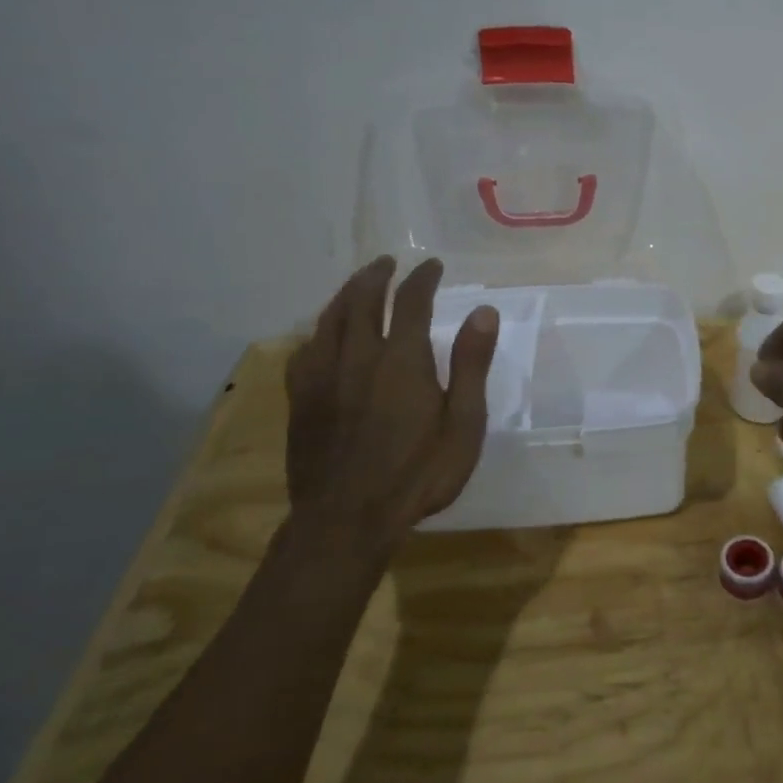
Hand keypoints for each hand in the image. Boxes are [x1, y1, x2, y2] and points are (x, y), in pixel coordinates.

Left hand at [283, 257, 497, 556]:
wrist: (347, 520)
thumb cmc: (417, 473)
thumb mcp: (463, 424)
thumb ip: (470, 365)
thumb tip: (483, 312)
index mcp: (402, 360)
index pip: (410, 301)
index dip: (422, 278)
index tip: (431, 266)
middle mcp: (358, 356)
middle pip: (361, 300)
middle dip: (376, 276)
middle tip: (387, 263)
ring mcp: (322, 377)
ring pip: (328, 320)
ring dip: (345, 295)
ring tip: (357, 285)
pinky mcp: (300, 400)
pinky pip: (304, 351)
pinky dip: (317, 333)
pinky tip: (321, 336)